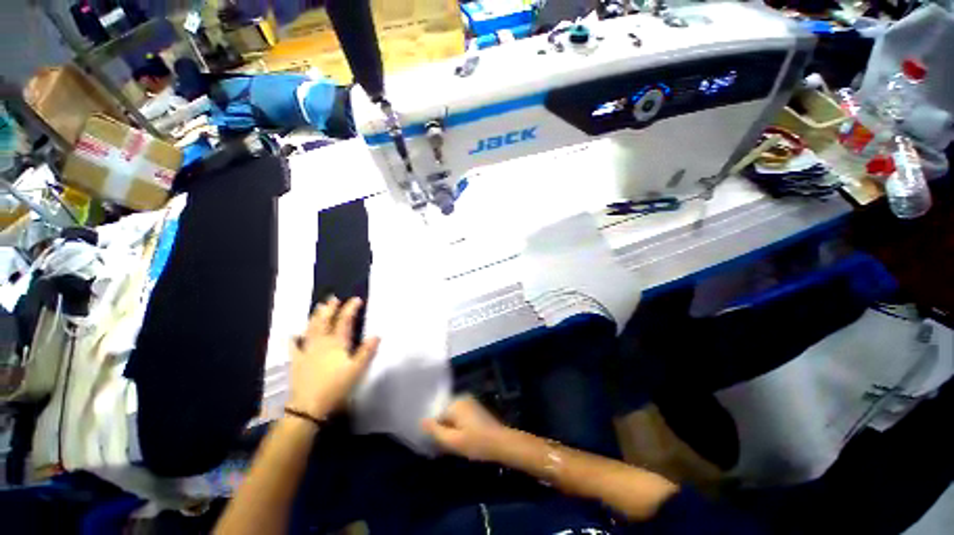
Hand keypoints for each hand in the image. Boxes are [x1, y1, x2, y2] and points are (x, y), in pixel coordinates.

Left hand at [287, 297, 379, 420]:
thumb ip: (366, 351)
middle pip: (325, 321)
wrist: (309, 406)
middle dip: (330, 309)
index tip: (356, 299)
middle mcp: (321, 343)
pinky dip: (294, 339)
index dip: (350, 309)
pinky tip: (293, 334)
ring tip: (319, 307)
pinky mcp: (297, 361)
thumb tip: (376, 335)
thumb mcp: (356, 369)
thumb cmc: (336, 386)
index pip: (344, 321)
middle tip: (333, 299)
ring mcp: (307, 351)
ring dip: (316, 317)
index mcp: (337, 343)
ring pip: (311, 329)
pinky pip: (294, 347)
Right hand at [422, 395, 509, 461]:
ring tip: (455, 444)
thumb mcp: (452, 440)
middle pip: (444, 414)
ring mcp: (469, 402)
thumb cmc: (476, 443)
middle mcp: (461, 398)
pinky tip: (462, 439)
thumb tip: (421, 421)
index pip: (436, 415)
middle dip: (443, 428)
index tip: (438, 443)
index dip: (435, 430)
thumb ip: (435, 430)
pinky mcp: (475, 408)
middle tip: (447, 445)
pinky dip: (458, 426)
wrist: (501, 443)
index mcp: (454, 403)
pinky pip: (460, 416)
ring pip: (452, 416)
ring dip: (451, 428)